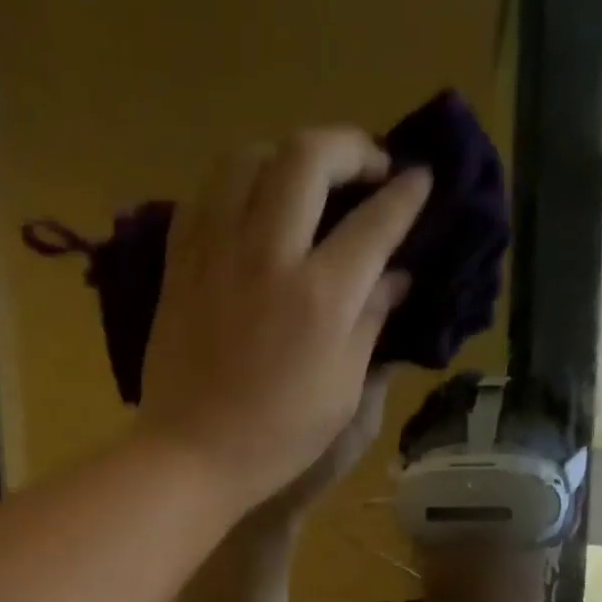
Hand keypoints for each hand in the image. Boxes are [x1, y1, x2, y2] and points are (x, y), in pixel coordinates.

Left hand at [137, 129, 429, 509]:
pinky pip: (207, 195)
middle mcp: (269, 254)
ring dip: (287, 156)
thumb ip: (370, 323)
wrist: (193, 455)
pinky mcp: (180, 263)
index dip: (406, 195)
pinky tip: (250, 208)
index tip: (421, 180)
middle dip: (350, 147)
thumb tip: (394, 278)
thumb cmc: (278, 439)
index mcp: (321, 295)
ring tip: (305, 181)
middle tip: (367, 168)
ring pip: (250, 158)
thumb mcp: (342, 393)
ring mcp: (217, 252)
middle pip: (310, 156)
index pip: (375, 221)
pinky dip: (236, 187)